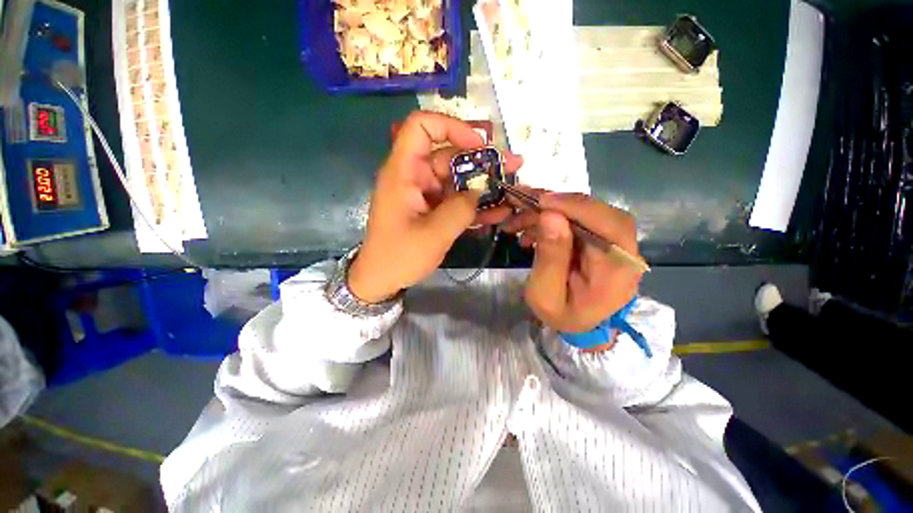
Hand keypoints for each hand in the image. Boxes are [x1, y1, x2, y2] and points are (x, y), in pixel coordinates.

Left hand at [348, 111, 521, 302]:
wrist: (381, 279)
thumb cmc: (399, 256)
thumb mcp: (434, 234)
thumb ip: (461, 209)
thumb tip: (479, 192)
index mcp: (404, 172)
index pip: (421, 127)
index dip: (451, 127)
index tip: (478, 145)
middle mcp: (413, 177)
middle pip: (448, 155)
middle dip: (481, 161)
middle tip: (512, 166)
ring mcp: (423, 194)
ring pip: (456, 180)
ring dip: (483, 186)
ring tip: (511, 190)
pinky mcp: (430, 210)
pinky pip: (454, 200)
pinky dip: (474, 205)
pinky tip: (497, 212)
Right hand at [505, 193, 642, 334]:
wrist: (580, 325)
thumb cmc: (562, 315)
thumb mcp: (545, 294)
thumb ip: (549, 258)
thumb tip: (550, 215)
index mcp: (618, 270)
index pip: (610, 225)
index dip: (577, 207)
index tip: (541, 201)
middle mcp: (623, 250)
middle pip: (597, 212)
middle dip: (555, 204)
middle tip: (521, 202)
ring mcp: (612, 242)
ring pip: (583, 212)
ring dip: (547, 212)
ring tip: (517, 222)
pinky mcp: (599, 239)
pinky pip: (577, 220)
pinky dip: (550, 220)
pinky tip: (529, 232)